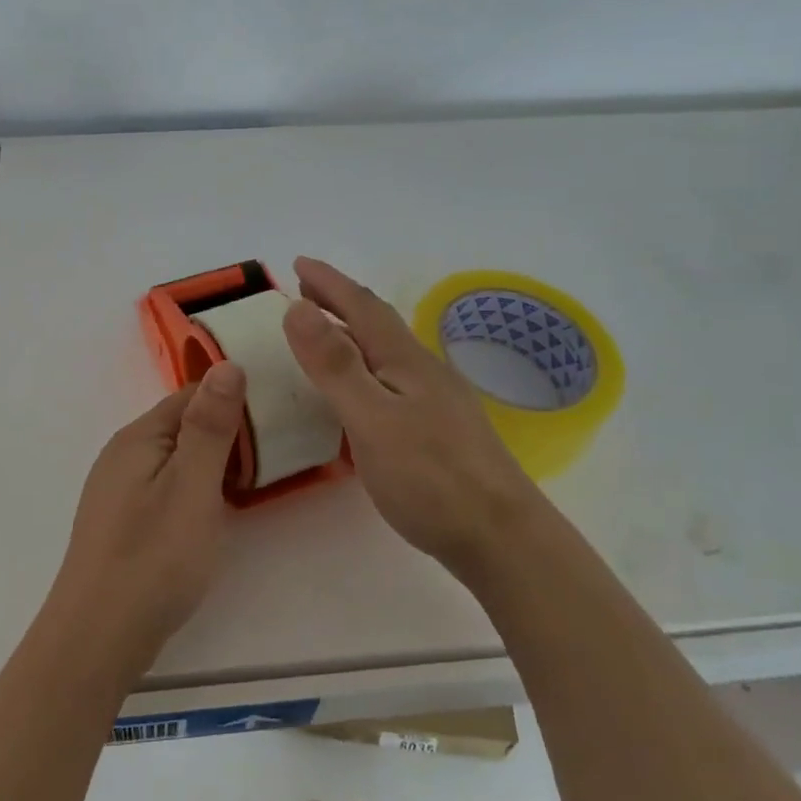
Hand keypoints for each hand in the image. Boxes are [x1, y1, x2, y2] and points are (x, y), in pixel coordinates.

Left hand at [49, 362, 247, 675]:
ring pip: (175, 459)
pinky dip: (193, 490)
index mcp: (139, 437)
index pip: (191, 395)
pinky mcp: (121, 521)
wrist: (98, 638)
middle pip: (182, 425)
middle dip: (225, 434)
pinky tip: (210, 515)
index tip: (276, 417)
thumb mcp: (193, 486)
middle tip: (272, 457)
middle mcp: (123, 454)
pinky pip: (164, 487)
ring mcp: (117, 489)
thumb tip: (228, 364)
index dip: (233, 400)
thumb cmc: (154, 557)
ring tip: (251, 484)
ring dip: (211, 464)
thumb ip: (211, 426)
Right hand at [280, 256, 535, 581]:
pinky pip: (394, 378)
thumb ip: (335, 365)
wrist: (503, 538)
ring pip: (388, 351)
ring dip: (353, 332)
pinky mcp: (443, 429)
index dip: (328, 282)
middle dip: (340, 300)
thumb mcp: (371, 418)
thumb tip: (297, 307)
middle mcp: (424, 370)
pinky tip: (365, 391)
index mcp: (405, 360)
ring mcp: (438, 400)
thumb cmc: (431, 478)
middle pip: (378, 323)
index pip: (361, 307)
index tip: (297, 263)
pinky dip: (367, 366)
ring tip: (326, 334)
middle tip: (305, 290)